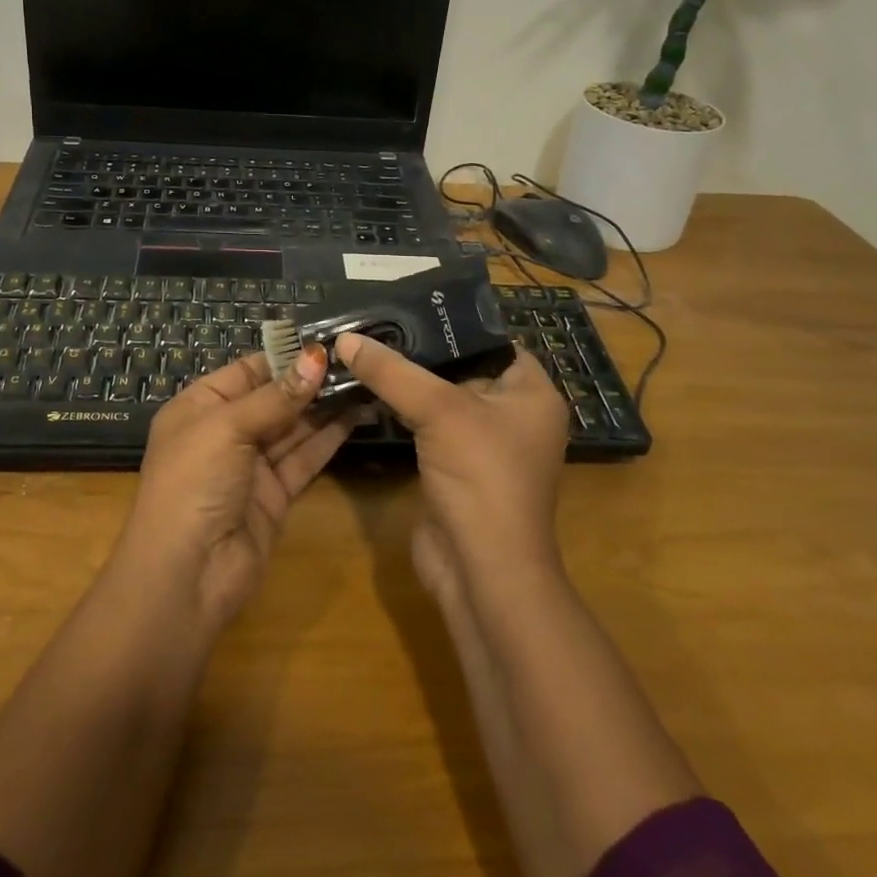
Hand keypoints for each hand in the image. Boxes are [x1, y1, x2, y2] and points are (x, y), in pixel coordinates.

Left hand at [118, 347, 350, 628]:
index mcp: (199, 407)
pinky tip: (356, 415)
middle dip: (310, 379)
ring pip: (293, 427)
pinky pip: (304, 458)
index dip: (285, 355)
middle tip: (357, 358)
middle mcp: (224, 432)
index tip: (328, 340)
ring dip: (325, 406)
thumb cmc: (193, 484)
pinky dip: (328, 438)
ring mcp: (250, 465)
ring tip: (365, 379)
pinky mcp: (275, 495)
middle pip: (273, 397)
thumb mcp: (227, 428)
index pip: (247, 369)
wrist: (185, 577)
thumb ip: (276, 396)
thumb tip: (317, 356)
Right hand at [333, 332, 570, 604]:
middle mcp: (514, 416)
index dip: (454, 324)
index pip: (494, 342)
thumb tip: (344, 338)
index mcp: (532, 394)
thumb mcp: (439, 411)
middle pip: (463, 369)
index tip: (407, 304)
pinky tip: (369, 392)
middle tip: (376, 323)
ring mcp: (485, 446)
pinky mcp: (457, 470)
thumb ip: (392, 372)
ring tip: (365, 349)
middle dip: (421, 352)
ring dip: (408, 383)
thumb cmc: (481, 477)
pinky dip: (404, 413)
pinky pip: (429, 429)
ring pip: (442, 401)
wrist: (482, 572)